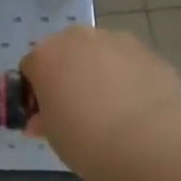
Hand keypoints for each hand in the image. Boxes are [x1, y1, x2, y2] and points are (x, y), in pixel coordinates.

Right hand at [22, 26, 180, 180]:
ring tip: (113, 109)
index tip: (45, 116)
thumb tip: (42, 120)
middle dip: (69, 75)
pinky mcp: (150, 52)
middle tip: (77, 110)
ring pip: (101, 54)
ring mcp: (118, 41)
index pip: (31, 68)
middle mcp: (79, 38)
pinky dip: (130, 78)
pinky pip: (130, 64)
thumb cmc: (85, 140)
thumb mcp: (52, 135)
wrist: (148, 142)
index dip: (36, 92)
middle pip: (67, 52)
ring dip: (101, 72)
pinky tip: (137, 107)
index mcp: (46, 55)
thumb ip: (44, 119)